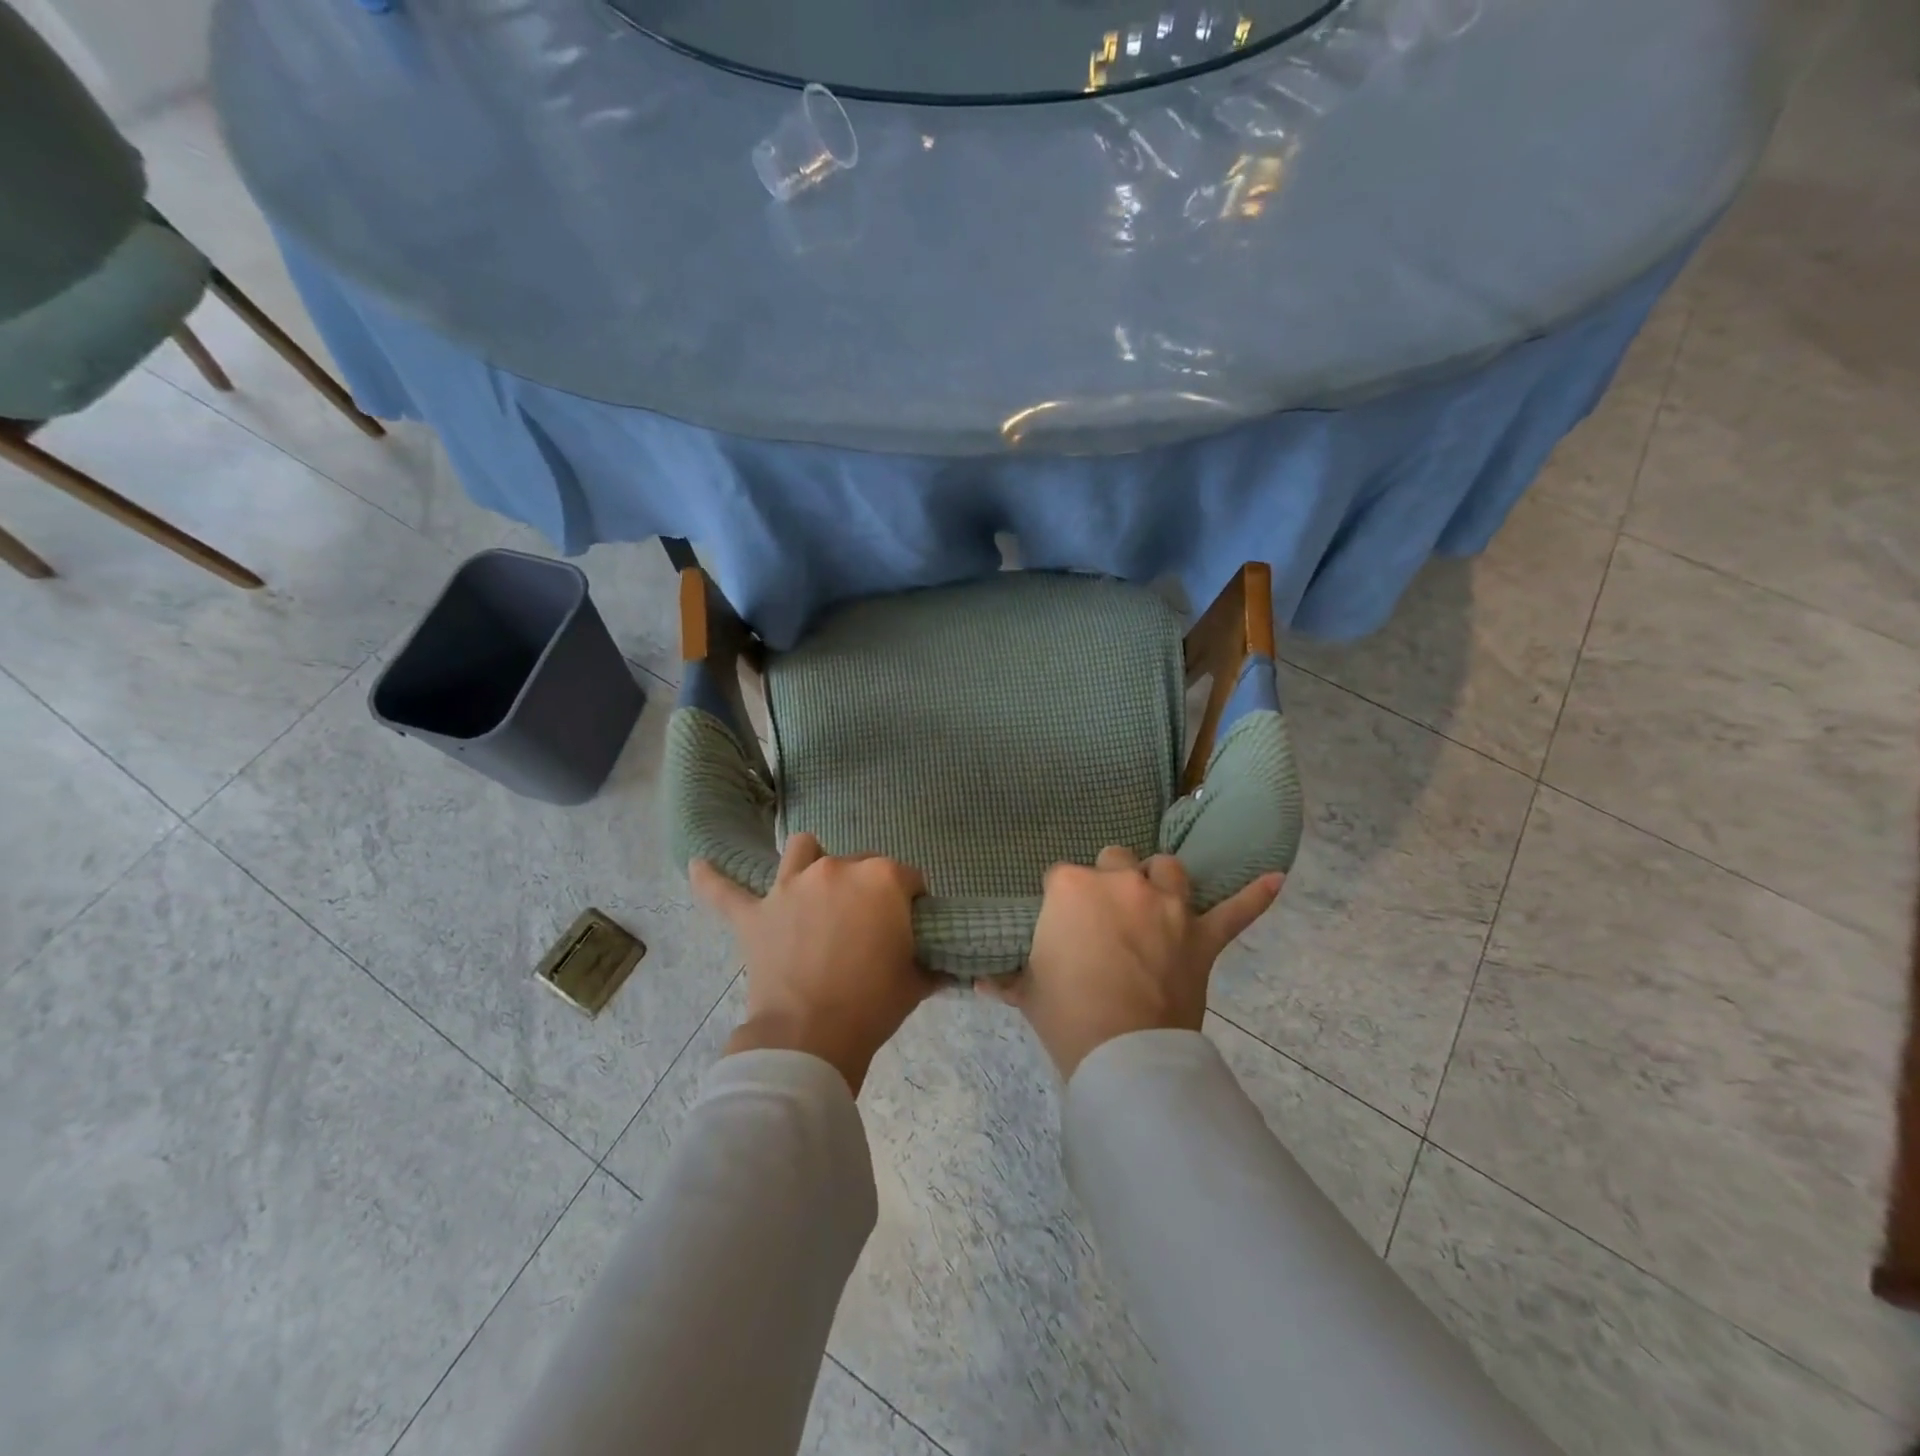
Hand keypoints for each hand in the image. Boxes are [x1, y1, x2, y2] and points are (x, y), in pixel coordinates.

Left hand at [691, 833, 934, 1094]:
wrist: (811, 1040)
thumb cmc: (872, 1006)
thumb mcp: (916, 983)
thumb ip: (931, 963)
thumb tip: (944, 964)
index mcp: (881, 879)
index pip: (909, 878)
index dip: (913, 902)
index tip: (911, 928)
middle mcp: (836, 868)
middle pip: (861, 864)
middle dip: (868, 889)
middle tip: (867, 929)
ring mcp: (791, 886)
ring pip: (802, 850)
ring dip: (811, 863)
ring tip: (813, 889)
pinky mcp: (755, 913)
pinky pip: (724, 889)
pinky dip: (711, 877)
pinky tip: (698, 865)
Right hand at [980, 847, 1282, 1079]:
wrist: (1122, 1053)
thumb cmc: (1065, 1013)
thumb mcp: (1027, 992)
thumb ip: (1004, 979)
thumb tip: (980, 980)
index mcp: (1072, 888)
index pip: (1060, 876)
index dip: (1059, 901)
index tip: (1059, 926)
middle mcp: (1122, 883)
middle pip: (1114, 861)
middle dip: (1108, 882)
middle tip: (1104, 918)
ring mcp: (1168, 906)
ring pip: (1168, 869)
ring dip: (1161, 879)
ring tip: (1156, 897)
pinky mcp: (1202, 936)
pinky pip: (1236, 910)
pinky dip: (1256, 895)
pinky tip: (1277, 879)